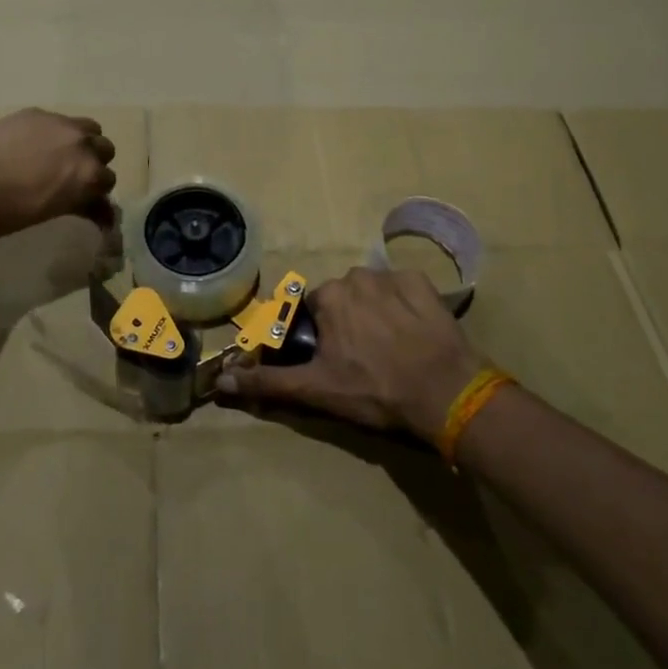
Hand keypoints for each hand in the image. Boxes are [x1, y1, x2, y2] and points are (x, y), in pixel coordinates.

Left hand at [0, 109, 117, 243]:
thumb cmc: (8, 213)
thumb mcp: (53, 211)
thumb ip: (83, 205)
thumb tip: (104, 214)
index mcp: (89, 174)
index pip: (108, 180)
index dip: (96, 191)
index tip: (85, 199)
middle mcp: (82, 144)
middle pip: (104, 149)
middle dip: (93, 163)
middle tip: (72, 176)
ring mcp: (58, 123)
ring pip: (87, 128)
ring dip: (80, 141)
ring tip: (57, 154)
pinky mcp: (34, 113)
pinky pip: (56, 120)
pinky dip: (52, 133)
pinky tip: (29, 145)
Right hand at [217, 266, 486, 442]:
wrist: (445, 392)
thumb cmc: (375, 390)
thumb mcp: (317, 390)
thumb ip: (268, 382)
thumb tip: (222, 380)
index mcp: (328, 297)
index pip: (313, 309)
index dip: (321, 334)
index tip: (335, 358)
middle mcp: (356, 276)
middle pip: (344, 297)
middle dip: (348, 321)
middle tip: (364, 357)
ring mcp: (394, 277)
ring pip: (373, 291)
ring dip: (376, 311)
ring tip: (391, 347)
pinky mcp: (425, 284)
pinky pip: (405, 289)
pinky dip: (405, 306)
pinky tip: (414, 333)